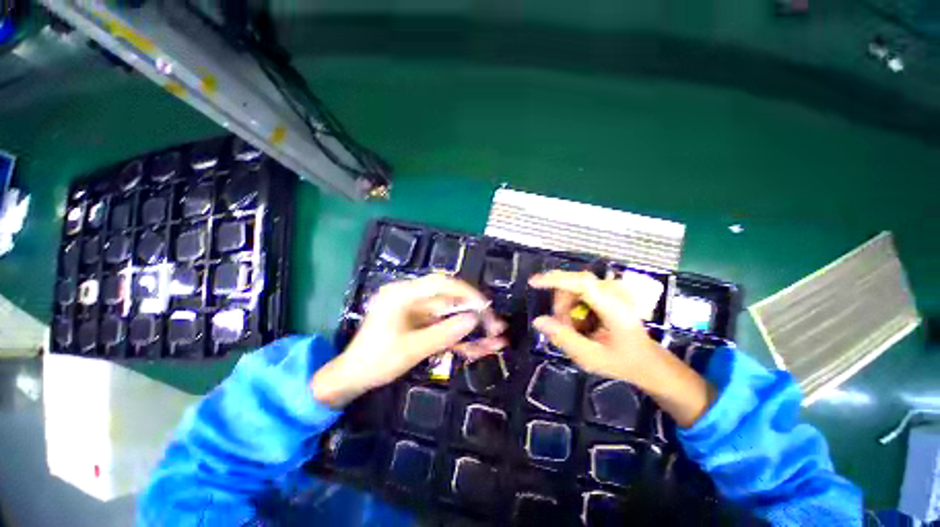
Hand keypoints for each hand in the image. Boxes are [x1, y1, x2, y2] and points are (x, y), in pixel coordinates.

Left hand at [312, 274, 506, 407]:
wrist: (352, 378)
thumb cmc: (375, 362)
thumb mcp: (411, 350)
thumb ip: (444, 333)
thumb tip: (474, 319)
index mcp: (402, 295)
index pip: (440, 283)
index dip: (466, 292)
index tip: (485, 306)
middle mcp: (411, 297)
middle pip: (450, 299)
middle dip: (474, 313)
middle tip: (495, 326)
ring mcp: (416, 310)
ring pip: (451, 314)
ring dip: (471, 327)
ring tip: (494, 339)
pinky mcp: (420, 323)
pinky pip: (444, 326)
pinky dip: (460, 337)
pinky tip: (476, 348)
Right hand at [529, 270, 663, 385]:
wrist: (647, 361)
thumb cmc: (622, 362)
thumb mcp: (591, 357)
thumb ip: (564, 338)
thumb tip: (538, 321)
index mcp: (614, 308)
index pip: (582, 283)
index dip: (556, 279)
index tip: (533, 282)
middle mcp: (613, 292)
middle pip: (573, 284)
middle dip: (561, 305)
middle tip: (563, 329)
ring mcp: (611, 289)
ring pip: (573, 286)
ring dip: (565, 307)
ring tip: (574, 329)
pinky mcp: (607, 291)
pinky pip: (578, 290)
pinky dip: (571, 305)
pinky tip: (579, 322)